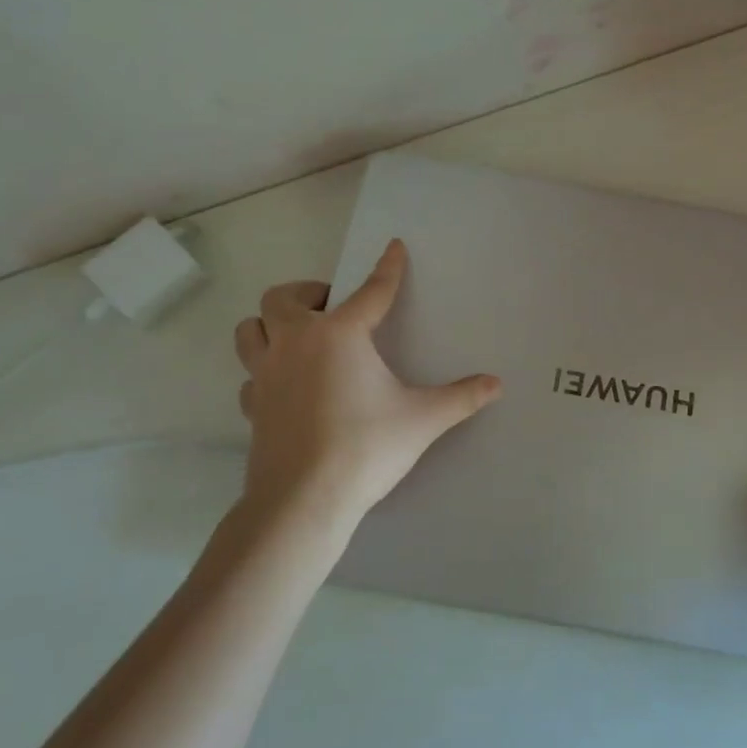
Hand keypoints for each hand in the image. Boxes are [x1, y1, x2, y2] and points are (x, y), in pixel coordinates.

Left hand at [233, 239, 502, 532]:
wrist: (303, 500)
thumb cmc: (366, 447)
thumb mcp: (422, 419)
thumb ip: (460, 398)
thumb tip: (496, 384)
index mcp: (339, 335)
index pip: (370, 291)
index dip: (388, 268)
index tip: (394, 247)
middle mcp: (296, 343)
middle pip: (282, 298)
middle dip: (307, 293)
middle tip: (332, 308)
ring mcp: (265, 375)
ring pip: (250, 330)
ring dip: (270, 325)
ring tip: (299, 337)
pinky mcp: (252, 406)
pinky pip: (250, 375)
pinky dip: (265, 371)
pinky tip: (286, 387)